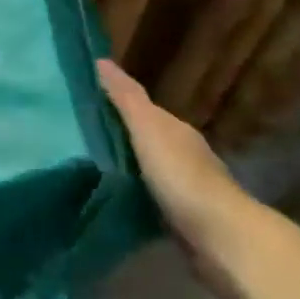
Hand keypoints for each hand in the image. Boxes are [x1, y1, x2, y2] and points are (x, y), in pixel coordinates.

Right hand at [97, 59, 267, 293]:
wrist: (220, 237)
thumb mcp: (148, 128)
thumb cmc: (181, 175)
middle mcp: (184, 155)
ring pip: (148, 172)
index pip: (143, 111)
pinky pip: (151, 201)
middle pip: (146, 141)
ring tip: (89, 171)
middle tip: (79, 138)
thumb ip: (126, 98)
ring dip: (126, 170)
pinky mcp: (183, 221)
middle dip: (119, 139)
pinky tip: (114, 202)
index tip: (83, 105)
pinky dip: (134, 198)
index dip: (116, 105)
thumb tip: (101, 61)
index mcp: (176, 131)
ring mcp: (186, 190)